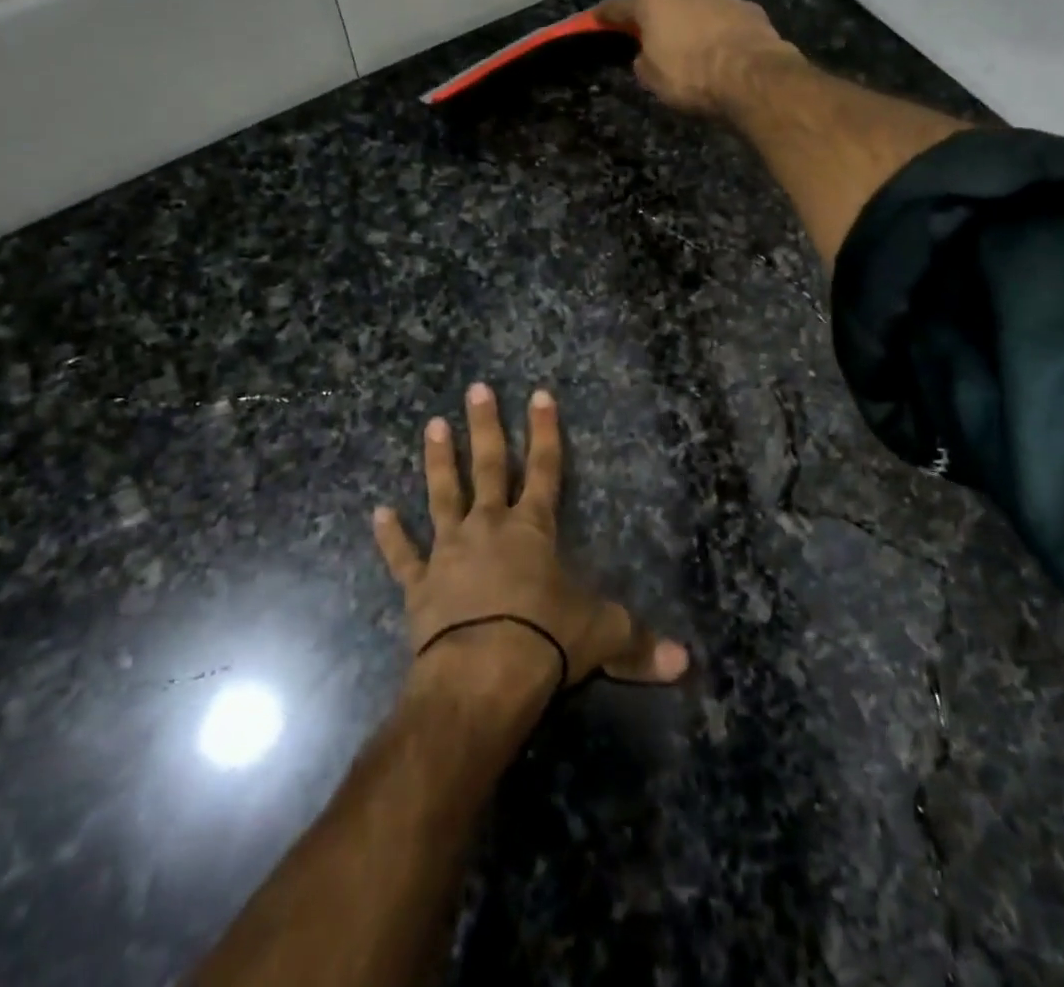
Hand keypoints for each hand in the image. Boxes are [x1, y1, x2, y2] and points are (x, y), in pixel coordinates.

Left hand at [372, 384, 689, 693]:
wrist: (482, 675)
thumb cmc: (546, 641)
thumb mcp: (602, 636)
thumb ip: (640, 644)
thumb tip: (685, 663)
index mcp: (533, 529)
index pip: (545, 468)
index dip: (545, 431)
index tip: (540, 394)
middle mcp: (489, 527)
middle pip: (488, 466)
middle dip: (485, 426)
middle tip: (476, 389)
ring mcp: (450, 552)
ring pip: (443, 495)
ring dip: (438, 461)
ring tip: (431, 425)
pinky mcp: (421, 585)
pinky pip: (403, 556)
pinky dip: (390, 537)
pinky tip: (378, 513)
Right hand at [599, 0, 802, 116]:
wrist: (752, 76)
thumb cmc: (691, 77)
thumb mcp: (653, 79)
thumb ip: (645, 60)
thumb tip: (647, 54)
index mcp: (653, 0)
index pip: (620, 6)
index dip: (607, 15)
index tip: (596, 18)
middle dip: (655, 5)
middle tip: (653, 28)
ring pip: (696, 1)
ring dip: (690, 16)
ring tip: (692, 43)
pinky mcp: (749, 9)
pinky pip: (724, 16)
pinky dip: (719, 28)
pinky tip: (722, 48)